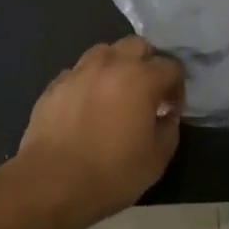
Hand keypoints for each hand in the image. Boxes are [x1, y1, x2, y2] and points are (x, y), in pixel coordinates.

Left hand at [17, 37, 184, 228]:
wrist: (51, 183)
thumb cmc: (111, 172)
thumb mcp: (156, 159)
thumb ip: (169, 129)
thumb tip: (167, 116)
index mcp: (141, 78)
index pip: (171, 66)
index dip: (177, 87)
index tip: (172, 109)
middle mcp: (111, 64)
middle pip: (138, 45)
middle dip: (148, 63)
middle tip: (147, 92)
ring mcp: (79, 71)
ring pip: (105, 52)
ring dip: (117, 65)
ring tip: (115, 93)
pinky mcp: (55, 84)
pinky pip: (79, 72)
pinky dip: (89, 81)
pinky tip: (87, 105)